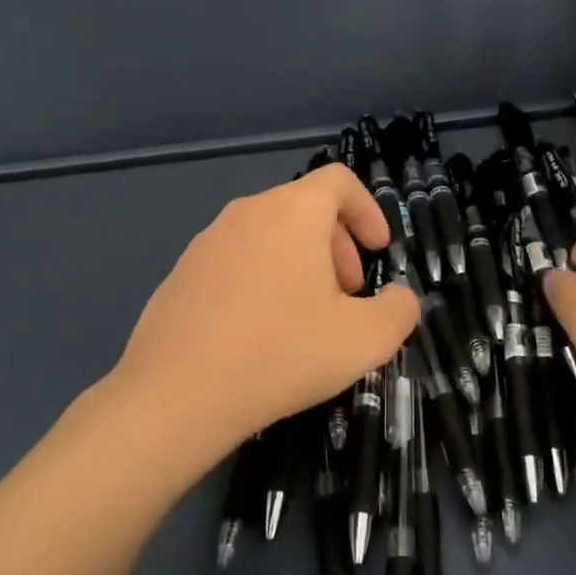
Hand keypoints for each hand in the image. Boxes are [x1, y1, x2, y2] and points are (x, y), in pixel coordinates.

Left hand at [107, 163, 420, 473]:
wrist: (176, 394)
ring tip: (306, 318)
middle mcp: (247, 212)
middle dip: (337, 245)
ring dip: (300, 264)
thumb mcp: (366, 339)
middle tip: (346, 295)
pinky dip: (261, 280)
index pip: (339, 180)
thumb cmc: (282, 353)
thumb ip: (399, 310)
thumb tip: (398, 298)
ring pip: (269, 235)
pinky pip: (236, 261)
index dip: (368, 210)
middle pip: (305, 208)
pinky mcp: (181, 273)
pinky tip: (259, 333)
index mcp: (293, 212)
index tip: (378, 252)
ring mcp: (207, 241)